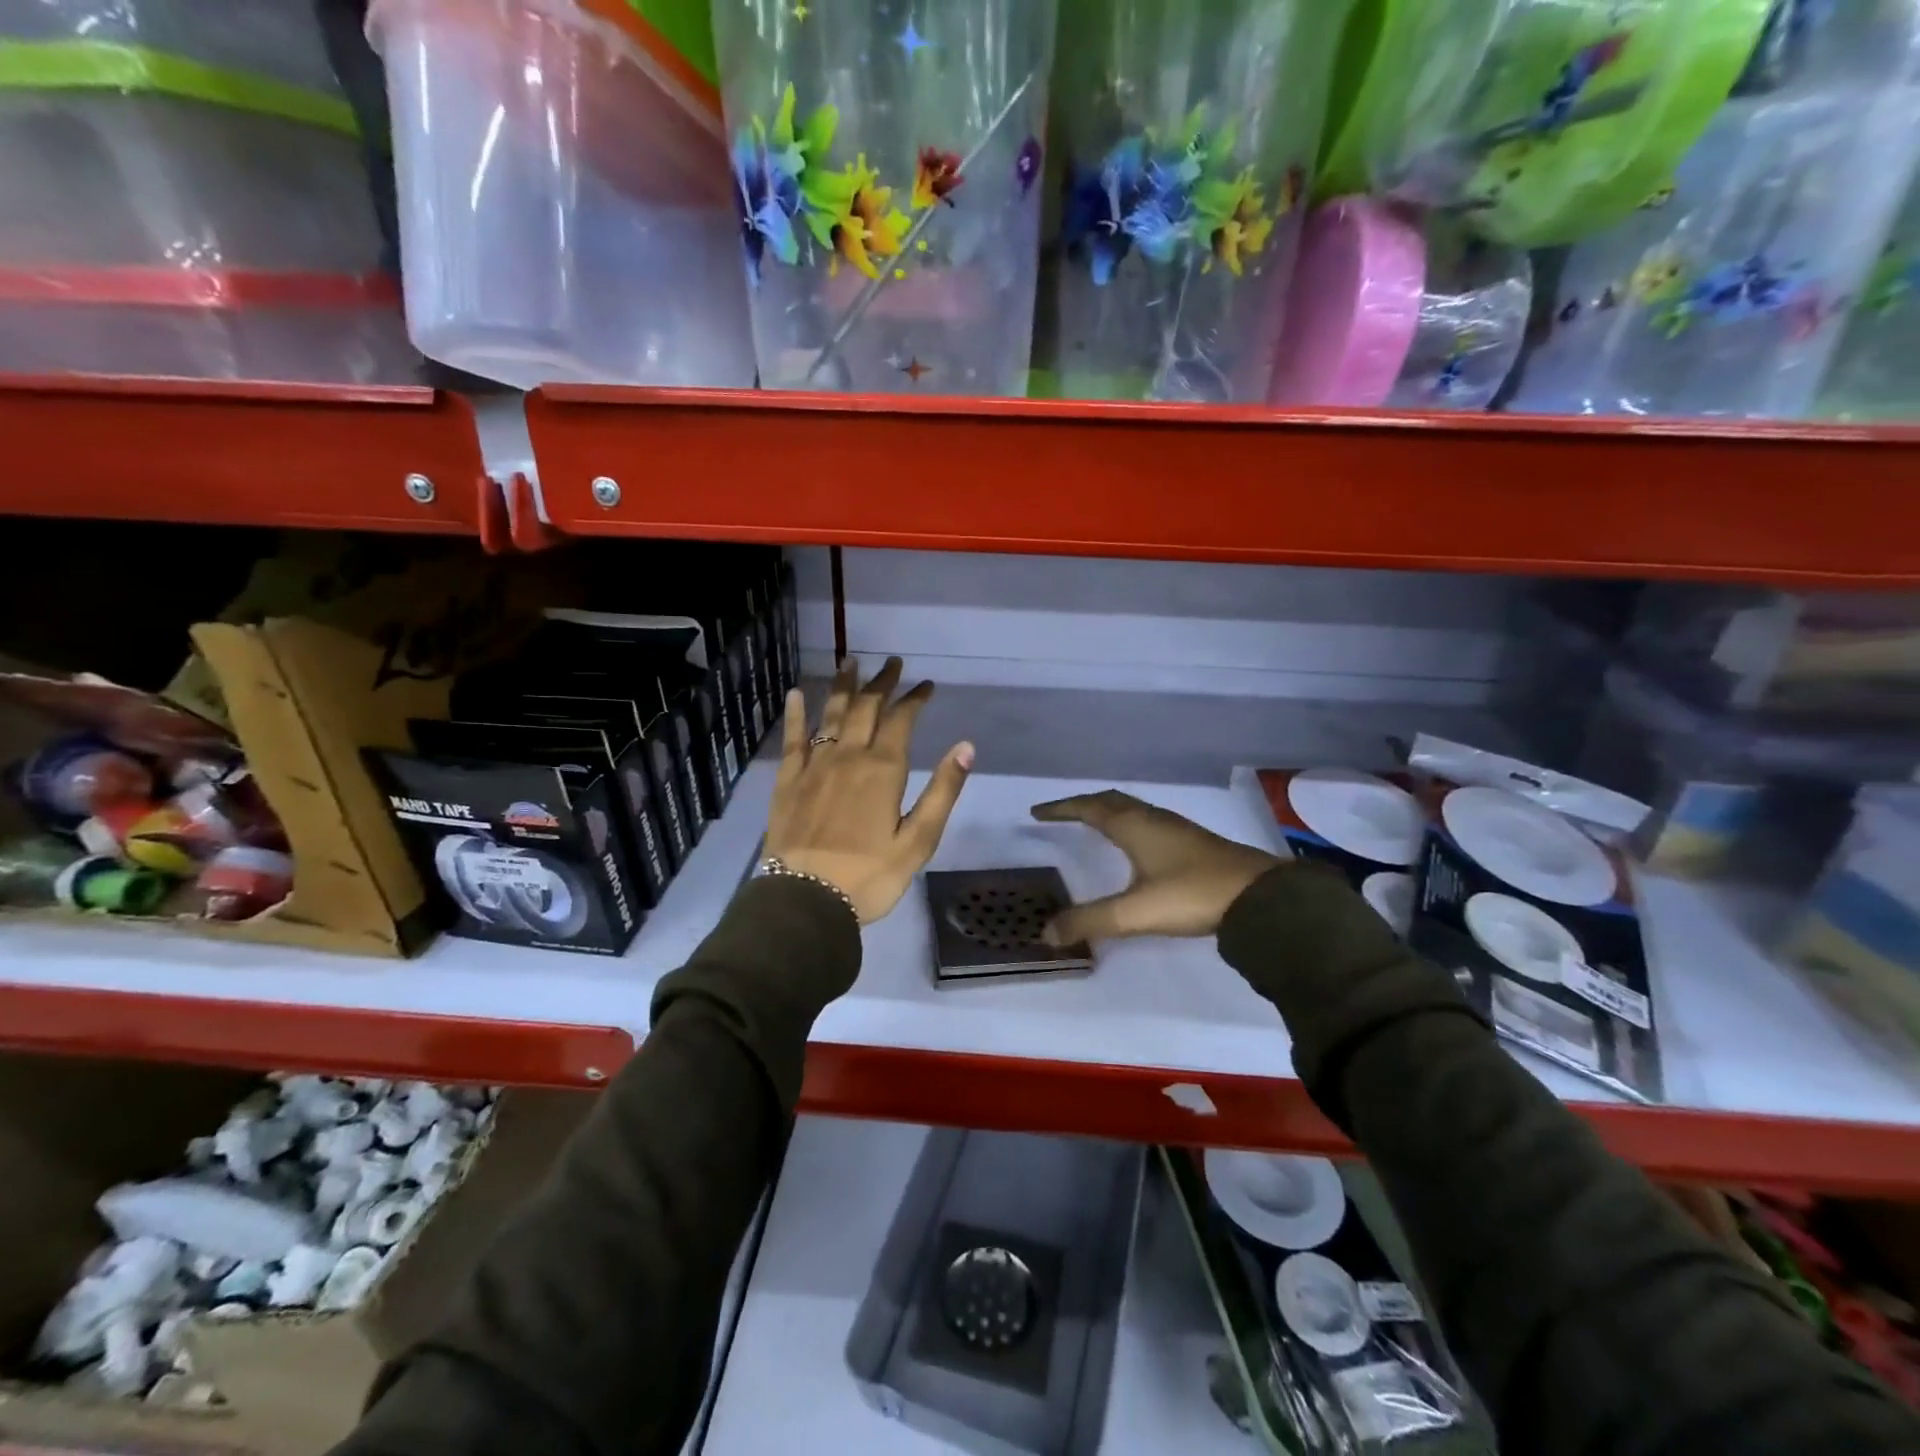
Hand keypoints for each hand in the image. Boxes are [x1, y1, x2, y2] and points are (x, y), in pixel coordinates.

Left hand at [765, 658, 973, 924]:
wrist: (806, 900)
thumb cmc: (870, 876)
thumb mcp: (918, 840)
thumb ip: (942, 791)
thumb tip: (965, 747)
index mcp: (883, 770)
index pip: (902, 720)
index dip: (915, 698)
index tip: (926, 684)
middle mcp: (848, 757)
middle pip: (866, 708)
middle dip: (882, 683)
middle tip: (892, 663)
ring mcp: (814, 766)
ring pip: (831, 714)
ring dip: (844, 687)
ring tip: (851, 662)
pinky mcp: (788, 781)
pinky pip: (793, 738)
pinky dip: (797, 714)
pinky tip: (799, 694)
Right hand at [1029, 790, 1283, 942]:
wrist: (1260, 896)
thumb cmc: (1192, 894)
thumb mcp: (1135, 912)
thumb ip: (1090, 921)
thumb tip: (1046, 932)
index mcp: (1134, 826)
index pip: (1089, 808)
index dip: (1061, 809)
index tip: (1037, 812)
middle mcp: (1152, 819)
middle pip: (1111, 801)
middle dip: (1083, 804)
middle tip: (1062, 813)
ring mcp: (1176, 829)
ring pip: (1133, 810)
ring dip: (1108, 812)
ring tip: (1093, 824)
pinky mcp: (1193, 843)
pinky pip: (1149, 821)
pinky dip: (1129, 824)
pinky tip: (1137, 845)